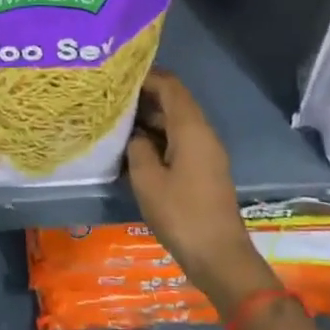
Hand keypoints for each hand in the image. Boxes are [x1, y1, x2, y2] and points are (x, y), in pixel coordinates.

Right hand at [125, 70, 277, 317]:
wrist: (219, 255)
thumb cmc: (181, 215)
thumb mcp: (148, 181)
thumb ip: (138, 149)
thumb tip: (135, 136)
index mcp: (192, 129)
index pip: (171, 86)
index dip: (147, 76)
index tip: (118, 74)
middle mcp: (203, 134)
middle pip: (174, 102)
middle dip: (144, 97)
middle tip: (111, 97)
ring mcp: (206, 153)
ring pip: (176, 124)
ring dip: (150, 119)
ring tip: (116, 120)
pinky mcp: (204, 170)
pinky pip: (179, 142)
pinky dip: (158, 138)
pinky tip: (134, 147)